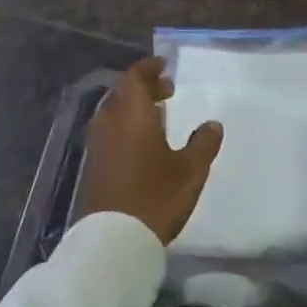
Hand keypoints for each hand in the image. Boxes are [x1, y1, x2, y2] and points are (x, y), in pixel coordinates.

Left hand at [78, 57, 223, 244]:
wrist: (113, 238)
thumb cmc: (156, 196)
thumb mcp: (190, 170)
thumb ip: (203, 143)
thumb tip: (212, 124)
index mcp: (132, 114)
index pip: (135, 77)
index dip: (149, 69)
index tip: (165, 68)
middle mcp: (110, 122)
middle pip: (122, 93)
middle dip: (143, 87)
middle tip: (167, 91)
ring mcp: (98, 144)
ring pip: (114, 113)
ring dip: (133, 108)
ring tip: (158, 115)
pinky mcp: (94, 165)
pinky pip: (110, 132)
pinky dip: (126, 127)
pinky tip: (143, 143)